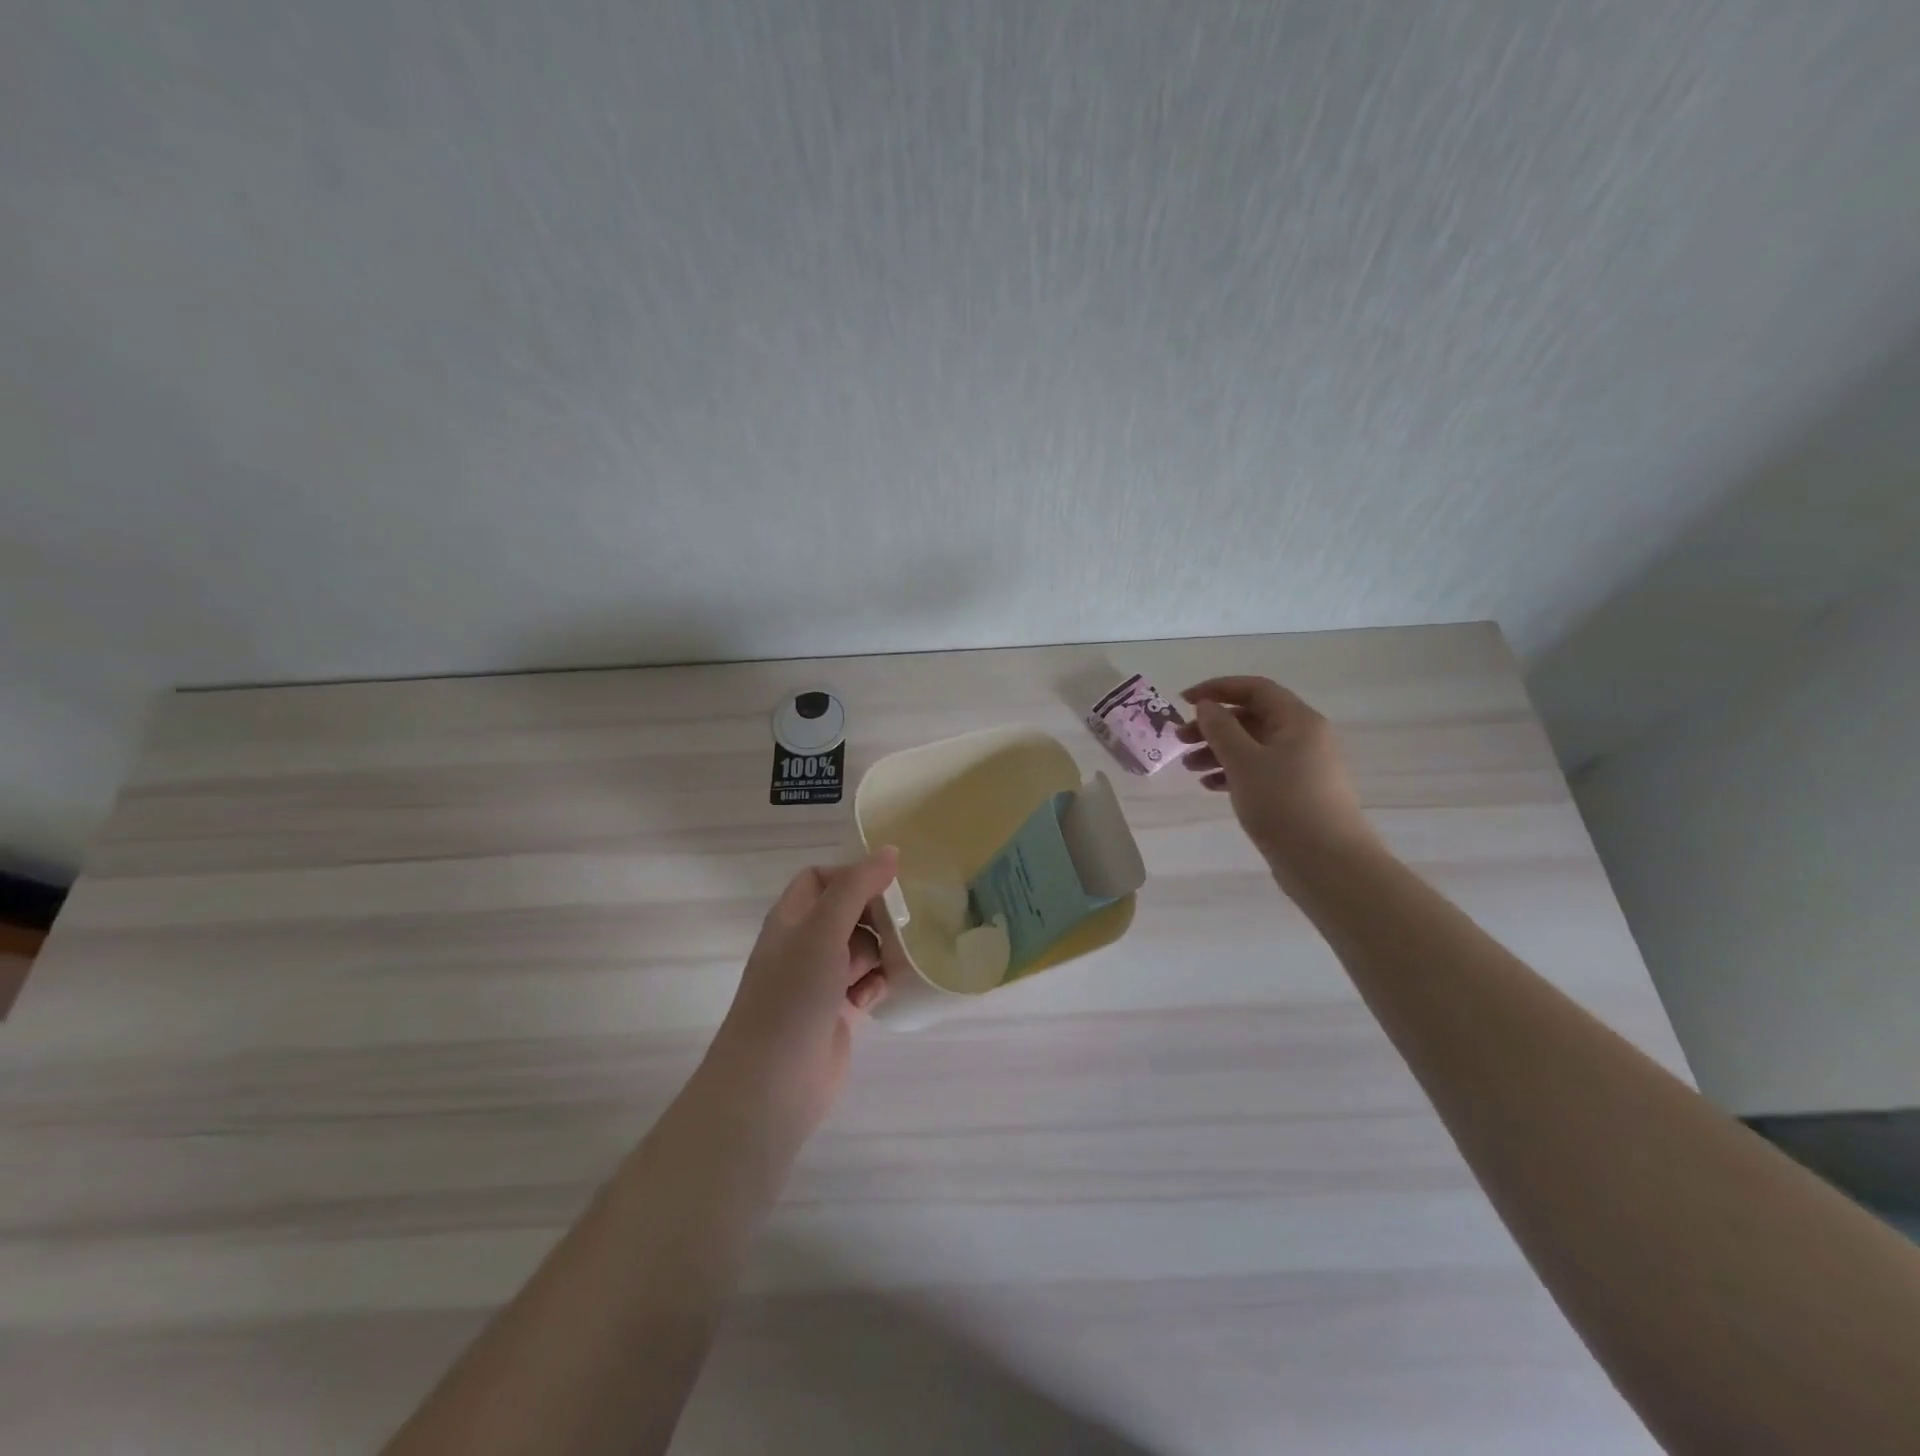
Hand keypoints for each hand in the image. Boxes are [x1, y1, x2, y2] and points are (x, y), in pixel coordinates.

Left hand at [703, 847, 898, 1145]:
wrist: (773, 1084)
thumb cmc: (793, 997)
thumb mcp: (823, 931)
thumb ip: (856, 888)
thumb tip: (890, 851)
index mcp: (791, 918)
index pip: (822, 878)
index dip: (852, 876)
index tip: (887, 887)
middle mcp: (803, 944)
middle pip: (848, 912)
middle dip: (875, 918)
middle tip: (900, 927)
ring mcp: (819, 980)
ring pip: (861, 949)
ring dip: (880, 954)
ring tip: (887, 967)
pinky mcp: (836, 1011)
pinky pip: (866, 983)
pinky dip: (875, 985)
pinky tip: (874, 997)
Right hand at [1177, 676, 1375, 872]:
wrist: (1328, 864)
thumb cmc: (1283, 804)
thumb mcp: (1244, 761)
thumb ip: (1221, 728)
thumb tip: (1207, 706)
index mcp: (1298, 720)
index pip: (1255, 689)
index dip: (1217, 689)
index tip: (1183, 701)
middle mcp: (1304, 737)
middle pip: (1252, 718)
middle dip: (1213, 725)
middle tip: (1179, 740)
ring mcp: (1303, 767)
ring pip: (1253, 746)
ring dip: (1218, 751)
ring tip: (1189, 768)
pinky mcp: (1297, 793)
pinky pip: (1260, 771)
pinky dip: (1233, 773)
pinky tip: (1210, 786)